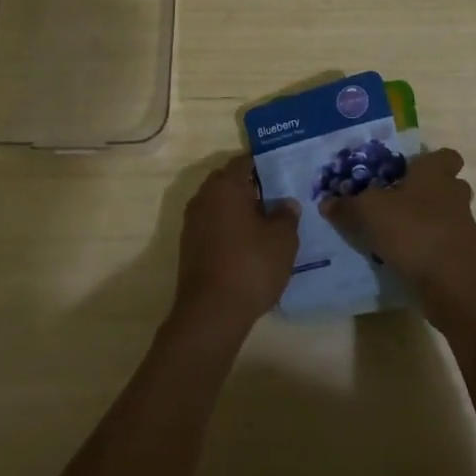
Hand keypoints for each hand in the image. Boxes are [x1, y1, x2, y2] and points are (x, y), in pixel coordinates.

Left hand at [171, 154, 299, 339]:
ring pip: (219, 205)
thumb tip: (285, 203)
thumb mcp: (282, 239)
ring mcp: (192, 223)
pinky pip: (212, 226)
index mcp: (225, 186)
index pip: (244, 162)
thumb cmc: (250, 266)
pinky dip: (228, 229)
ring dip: (238, 210)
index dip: (263, 165)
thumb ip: (286, 215)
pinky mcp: (189, 247)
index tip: (281, 173)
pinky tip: (247, 246)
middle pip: (228, 182)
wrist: (211, 313)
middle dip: (250, 187)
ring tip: (265, 225)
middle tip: (276, 199)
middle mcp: (204, 197)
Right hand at [320, 148, 475, 329]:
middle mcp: (453, 195)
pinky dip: (424, 248)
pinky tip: (400, 257)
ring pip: (444, 215)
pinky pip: (441, 243)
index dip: (428, 161)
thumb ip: (346, 206)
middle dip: (424, 192)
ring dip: (423, 221)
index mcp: (435, 174)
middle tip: (394, 200)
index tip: (405, 170)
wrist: (454, 287)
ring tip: (391, 232)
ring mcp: (462, 227)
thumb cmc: (413, 232)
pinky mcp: (462, 257)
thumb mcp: (368, 213)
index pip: (445, 156)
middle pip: (445, 186)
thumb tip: (326, 202)